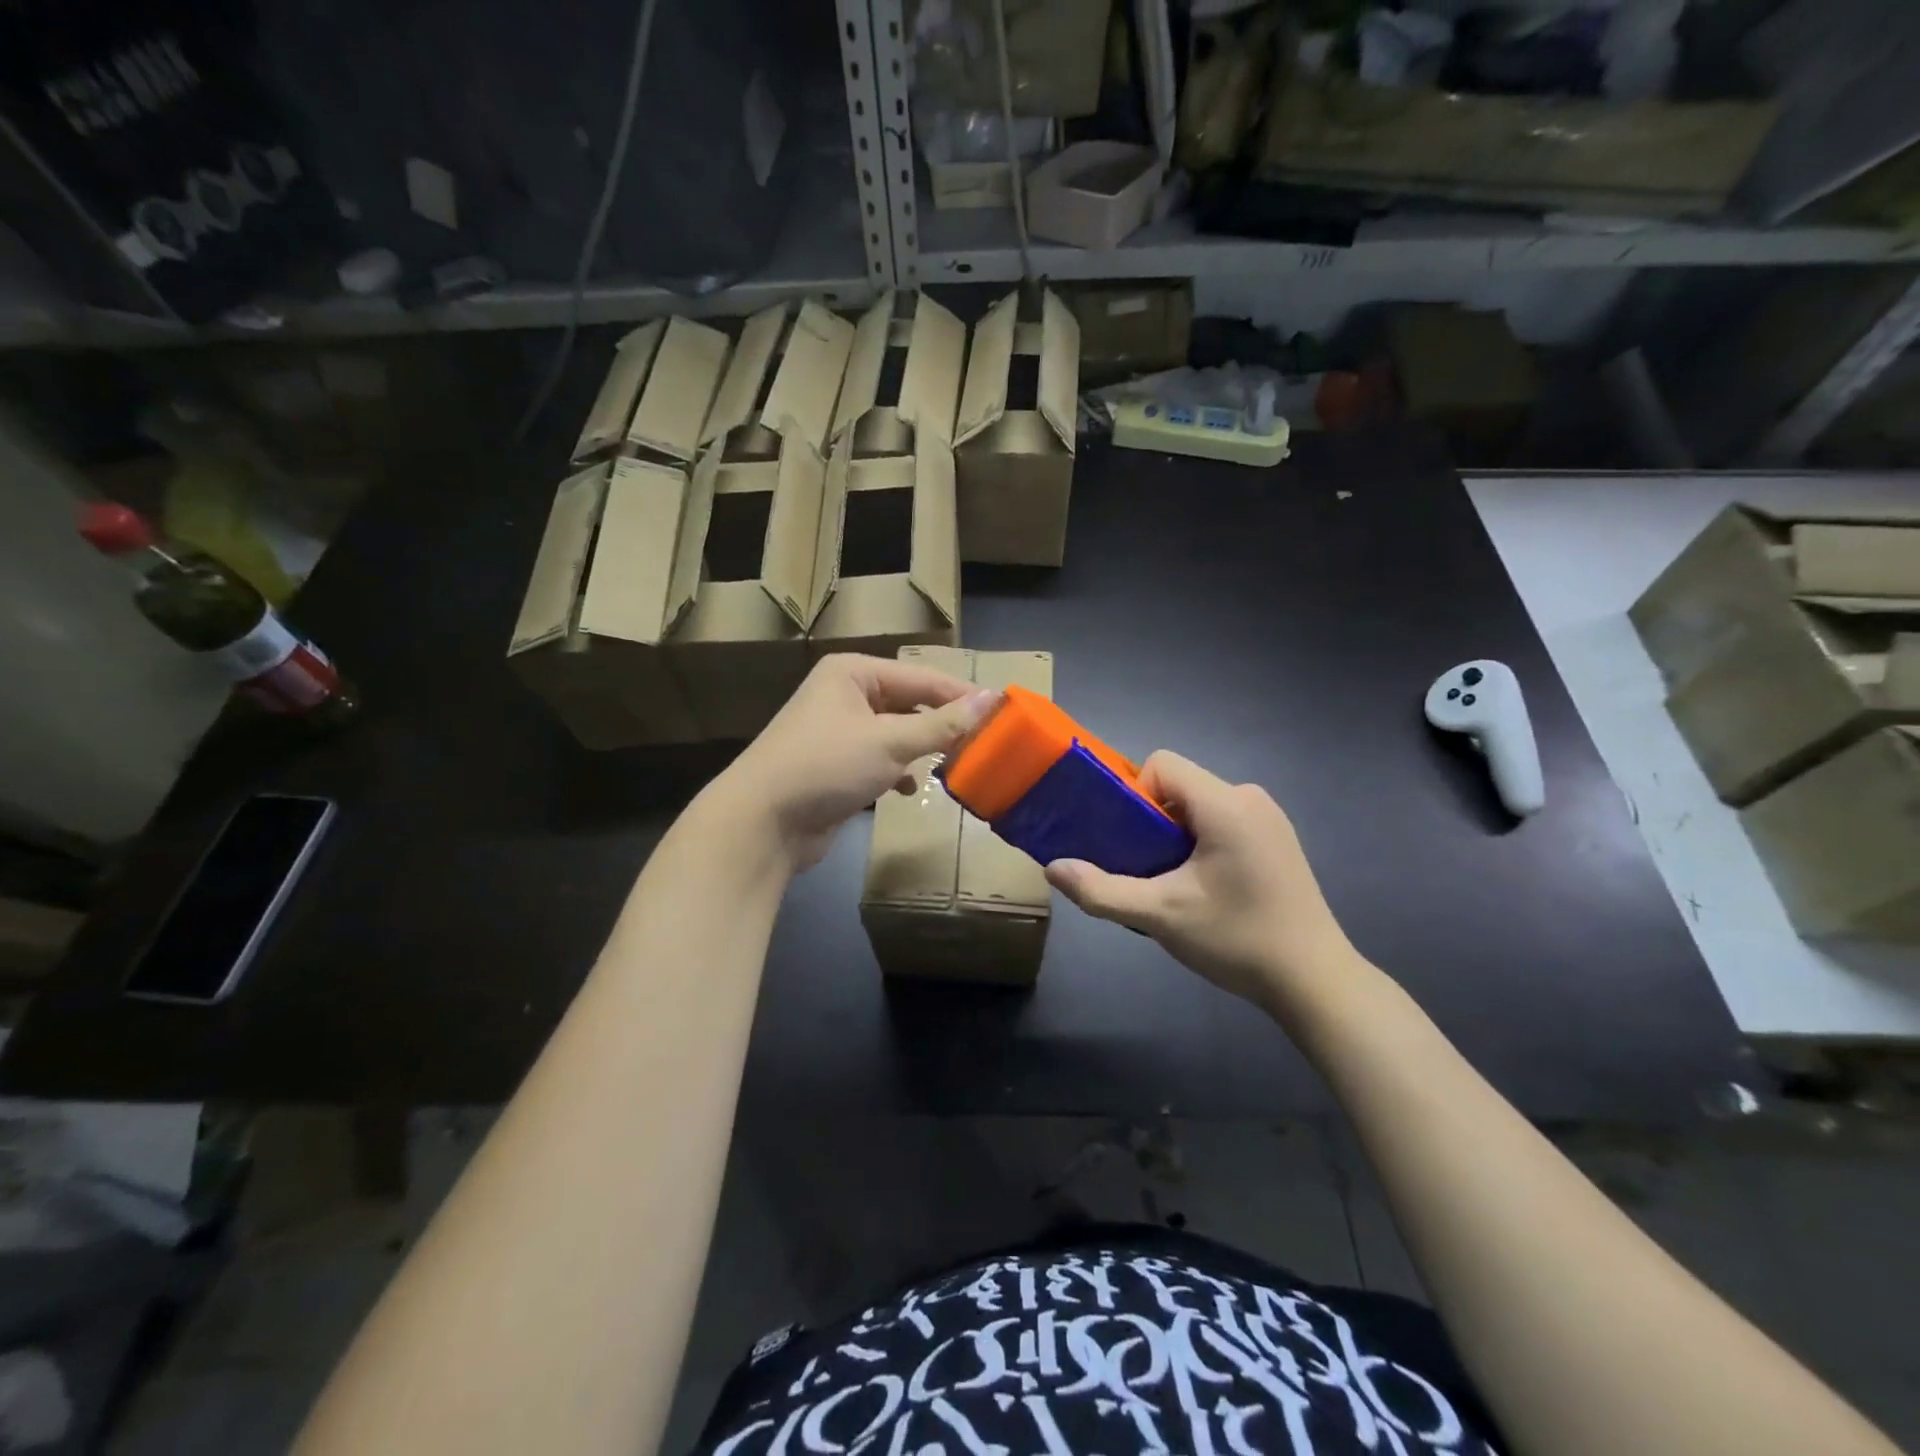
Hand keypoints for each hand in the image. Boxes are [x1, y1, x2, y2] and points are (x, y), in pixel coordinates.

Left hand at [716, 654, 997, 872]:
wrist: (762, 822)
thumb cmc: (826, 766)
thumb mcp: (890, 741)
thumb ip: (942, 724)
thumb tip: (991, 700)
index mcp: (854, 673)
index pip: (922, 678)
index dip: (963, 696)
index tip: (1003, 713)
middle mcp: (845, 694)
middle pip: (910, 703)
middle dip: (942, 725)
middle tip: (983, 743)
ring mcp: (838, 731)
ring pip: (896, 733)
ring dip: (922, 749)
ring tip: (954, 765)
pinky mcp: (836, 765)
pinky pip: (879, 758)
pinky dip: (897, 770)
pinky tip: (908, 788)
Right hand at [1044, 752, 1357, 1015]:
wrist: (1315, 982)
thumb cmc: (1237, 939)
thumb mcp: (1160, 916)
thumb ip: (1101, 891)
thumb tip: (1052, 869)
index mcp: (1225, 803)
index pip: (1161, 764)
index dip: (1135, 795)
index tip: (1132, 843)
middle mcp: (1250, 797)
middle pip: (1179, 786)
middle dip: (1152, 822)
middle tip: (1148, 871)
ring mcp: (1269, 818)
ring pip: (1199, 806)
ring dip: (1175, 836)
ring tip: (1175, 885)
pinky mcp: (1277, 840)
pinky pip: (1223, 821)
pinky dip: (1202, 843)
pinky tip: (1208, 890)